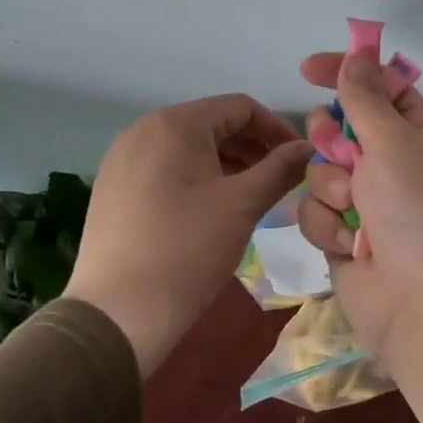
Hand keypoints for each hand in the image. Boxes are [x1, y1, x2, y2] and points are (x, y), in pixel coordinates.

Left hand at [64, 95, 311, 373]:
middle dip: (252, 147)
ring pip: (188, 146)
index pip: (240, 108)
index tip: (299, 159)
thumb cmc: (188, 250)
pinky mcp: (113, 186)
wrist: (118, 314)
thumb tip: (308, 148)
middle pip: (212, 123)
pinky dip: (196, 176)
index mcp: (175, 124)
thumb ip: (280, 169)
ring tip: (251, 195)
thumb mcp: (243, 205)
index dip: (276, 129)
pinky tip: (211, 208)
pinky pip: (165, 166)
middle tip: (279, 180)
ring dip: (226, 162)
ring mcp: (122, 158)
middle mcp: (143, 130)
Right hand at [297, 52, 422, 422]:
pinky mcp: (342, 236)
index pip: (380, 88)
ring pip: (319, 171)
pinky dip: (327, 227)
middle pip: (339, 128)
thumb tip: (357, 56)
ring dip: (331, 190)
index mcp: (417, 134)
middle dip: (331, 140)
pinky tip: (350, 247)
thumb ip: (366, 98)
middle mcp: (391, 163)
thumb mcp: (394, 142)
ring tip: (354, 215)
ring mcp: (365, 202)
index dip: (347, 73)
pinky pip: (315, 212)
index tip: (308, 68)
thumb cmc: (417, 210)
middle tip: (343, 154)